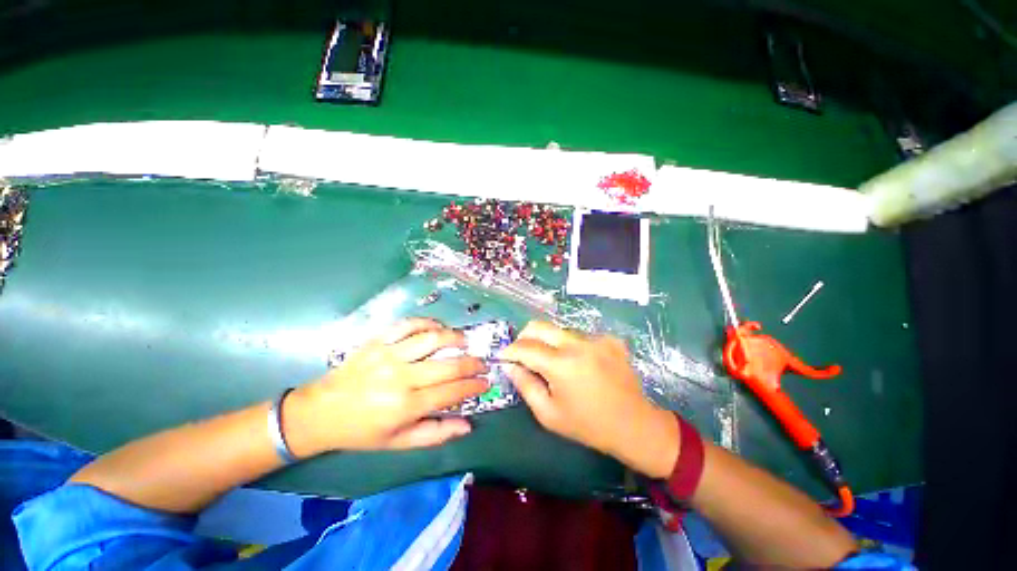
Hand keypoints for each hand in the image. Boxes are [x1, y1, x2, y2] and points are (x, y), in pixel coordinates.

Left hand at [283, 319, 488, 456]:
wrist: (321, 412)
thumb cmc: (362, 431)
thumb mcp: (398, 442)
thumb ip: (435, 434)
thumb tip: (467, 425)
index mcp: (405, 406)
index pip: (451, 392)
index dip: (473, 386)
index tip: (486, 381)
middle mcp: (400, 378)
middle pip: (447, 365)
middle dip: (471, 363)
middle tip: (482, 362)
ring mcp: (388, 355)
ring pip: (431, 338)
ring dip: (454, 337)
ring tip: (465, 341)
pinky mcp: (378, 341)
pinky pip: (408, 324)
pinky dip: (427, 322)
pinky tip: (437, 327)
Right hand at [501, 321, 680, 477]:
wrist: (634, 425)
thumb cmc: (588, 425)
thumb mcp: (549, 413)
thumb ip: (525, 385)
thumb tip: (510, 365)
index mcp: (562, 364)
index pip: (525, 347)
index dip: (510, 350)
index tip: (503, 356)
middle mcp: (578, 343)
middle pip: (540, 326)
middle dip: (524, 336)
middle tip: (521, 353)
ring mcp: (596, 338)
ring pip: (559, 330)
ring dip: (549, 342)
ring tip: (553, 363)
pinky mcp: (609, 339)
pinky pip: (580, 336)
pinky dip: (571, 346)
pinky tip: (579, 364)